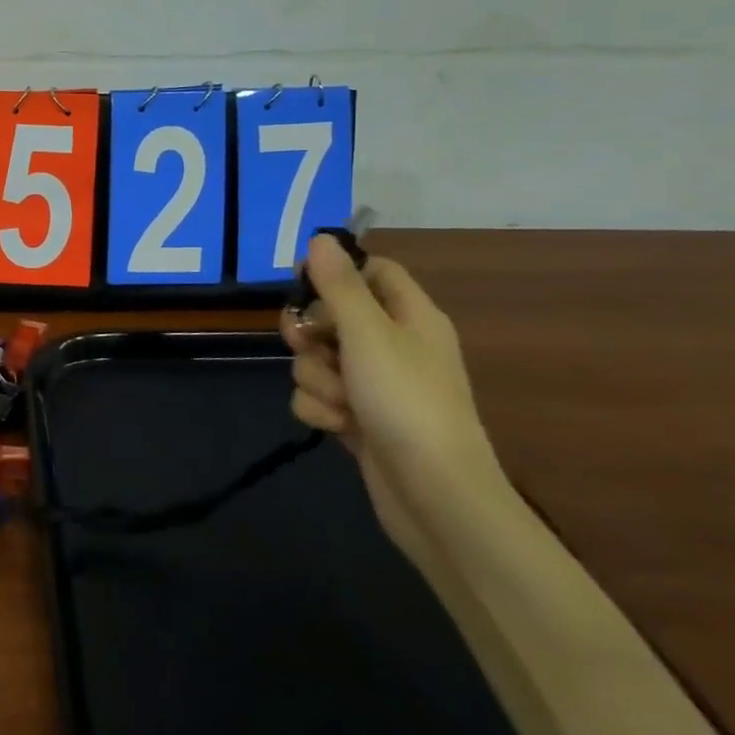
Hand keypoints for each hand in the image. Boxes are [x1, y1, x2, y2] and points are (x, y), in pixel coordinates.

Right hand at [279, 235, 506, 550]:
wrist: (435, 497)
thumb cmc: (406, 402)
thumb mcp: (369, 334)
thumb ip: (339, 286)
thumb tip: (320, 238)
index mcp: (410, 316)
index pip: (372, 271)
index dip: (335, 272)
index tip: (299, 282)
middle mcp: (393, 345)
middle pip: (333, 315)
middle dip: (310, 332)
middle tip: (306, 344)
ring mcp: (375, 385)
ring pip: (319, 359)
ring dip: (316, 378)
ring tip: (339, 401)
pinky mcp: (358, 419)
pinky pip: (320, 396)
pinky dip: (321, 409)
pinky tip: (337, 426)